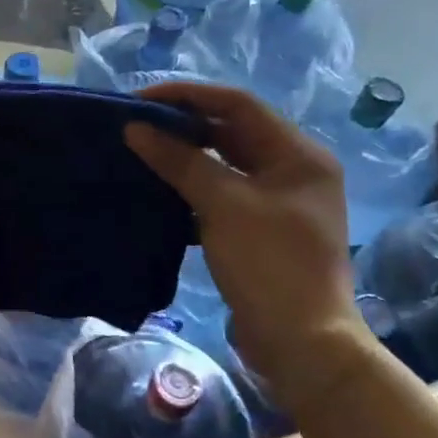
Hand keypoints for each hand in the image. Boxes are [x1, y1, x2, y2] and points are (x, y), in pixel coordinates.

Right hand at [125, 82, 362, 389]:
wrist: (301, 342)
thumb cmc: (269, 263)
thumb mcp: (223, 205)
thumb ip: (180, 161)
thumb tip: (135, 128)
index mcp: (299, 155)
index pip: (239, 105)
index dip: (188, 96)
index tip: (140, 99)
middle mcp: (294, 171)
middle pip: (232, 133)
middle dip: (184, 127)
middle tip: (135, 127)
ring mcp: (279, 203)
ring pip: (224, 166)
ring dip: (185, 159)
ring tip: (140, 154)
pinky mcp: (262, 231)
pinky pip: (222, 196)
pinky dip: (192, 191)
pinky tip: (158, 195)